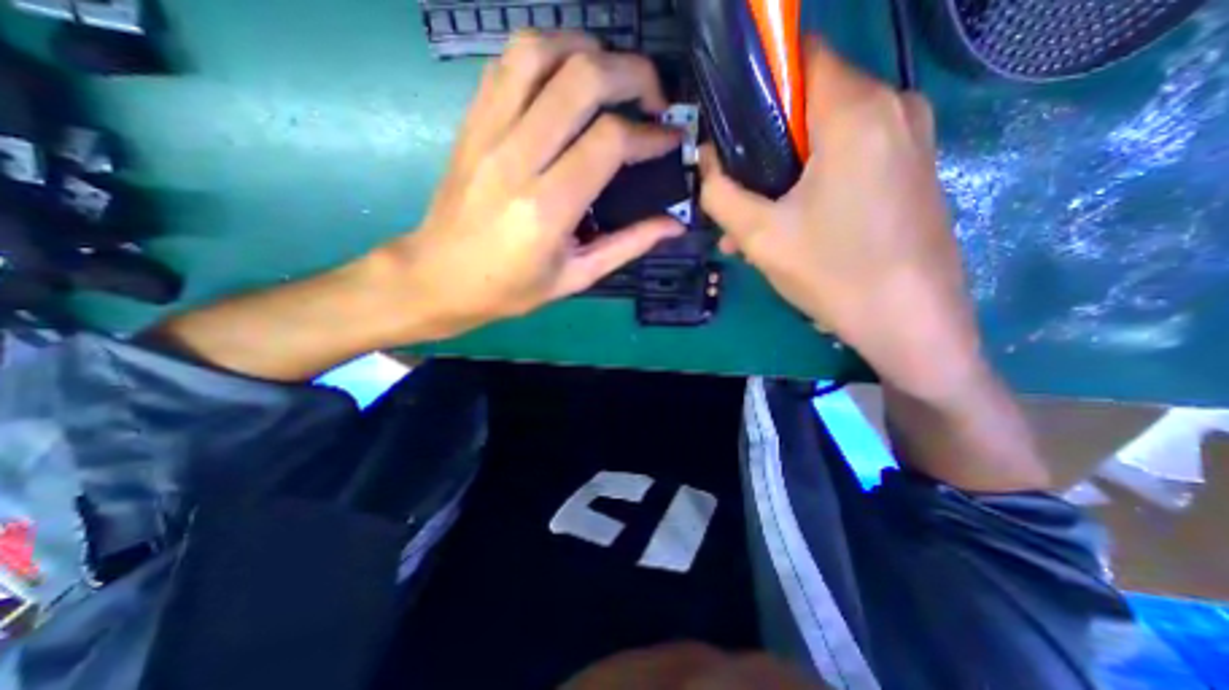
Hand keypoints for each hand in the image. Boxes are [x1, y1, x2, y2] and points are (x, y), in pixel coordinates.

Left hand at [379, 31, 685, 339]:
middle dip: (632, 74)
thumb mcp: (576, 277)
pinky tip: (566, 78)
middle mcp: (516, 158)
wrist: (439, 278)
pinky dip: (547, 54)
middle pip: (580, 78)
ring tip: (613, 77)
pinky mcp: (471, 122)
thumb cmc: (511, 288)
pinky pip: (508, 63)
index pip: (609, 141)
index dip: (649, 133)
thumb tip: (674, 224)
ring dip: (587, 49)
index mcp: (547, 208)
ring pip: (539, 51)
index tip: (671, 139)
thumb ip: (628, 245)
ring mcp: (487, 132)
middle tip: (654, 98)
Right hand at [702, 38, 979, 397]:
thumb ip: (720, 193)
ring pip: (826, 138)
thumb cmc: (834, 272)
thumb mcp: (758, 235)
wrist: (911, 321)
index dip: (757, 80)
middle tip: (737, 191)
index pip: (800, 54)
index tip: (729, 124)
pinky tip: (789, 227)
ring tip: (753, 224)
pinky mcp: (909, 170)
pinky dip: (813, 184)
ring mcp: (908, 139)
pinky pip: (850, 160)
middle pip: (810, 103)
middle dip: (765, 145)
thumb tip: (705, 163)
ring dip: (784, 174)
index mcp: (856, 110)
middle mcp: (892, 106)